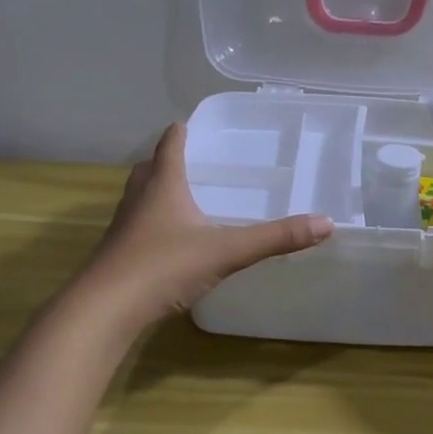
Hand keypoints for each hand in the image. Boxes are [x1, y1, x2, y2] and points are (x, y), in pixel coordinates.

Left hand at [82, 122, 332, 327]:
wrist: (105, 310)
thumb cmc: (163, 267)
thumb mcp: (227, 251)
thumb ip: (276, 238)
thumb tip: (326, 223)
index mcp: (162, 185)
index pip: (170, 144)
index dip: (182, 131)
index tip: (194, 124)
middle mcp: (139, 198)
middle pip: (150, 168)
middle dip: (169, 160)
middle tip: (195, 161)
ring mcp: (124, 227)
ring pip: (141, 197)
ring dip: (158, 191)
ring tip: (185, 197)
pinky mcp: (118, 254)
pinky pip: (138, 226)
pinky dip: (154, 223)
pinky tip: (172, 241)